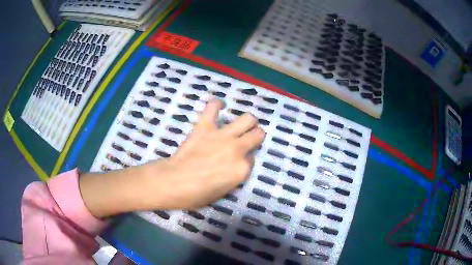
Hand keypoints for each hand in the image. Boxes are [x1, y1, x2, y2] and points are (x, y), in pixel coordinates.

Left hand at [153, 99, 265, 208]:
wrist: (173, 182)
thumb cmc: (196, 194)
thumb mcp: (222, 192)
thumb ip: (234, 176)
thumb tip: (235, 165)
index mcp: (242, 169)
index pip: (252, 158)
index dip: (246, 159)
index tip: (238, 162)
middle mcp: (237, 149)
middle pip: (257, 135)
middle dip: (254, 137)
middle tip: (247, 140)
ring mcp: (222, 135)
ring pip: (247, 119)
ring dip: (247, 122)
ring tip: (240, 124)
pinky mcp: (205, 126)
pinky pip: (213, 107)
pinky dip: (216, 105)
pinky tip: (218, 105)